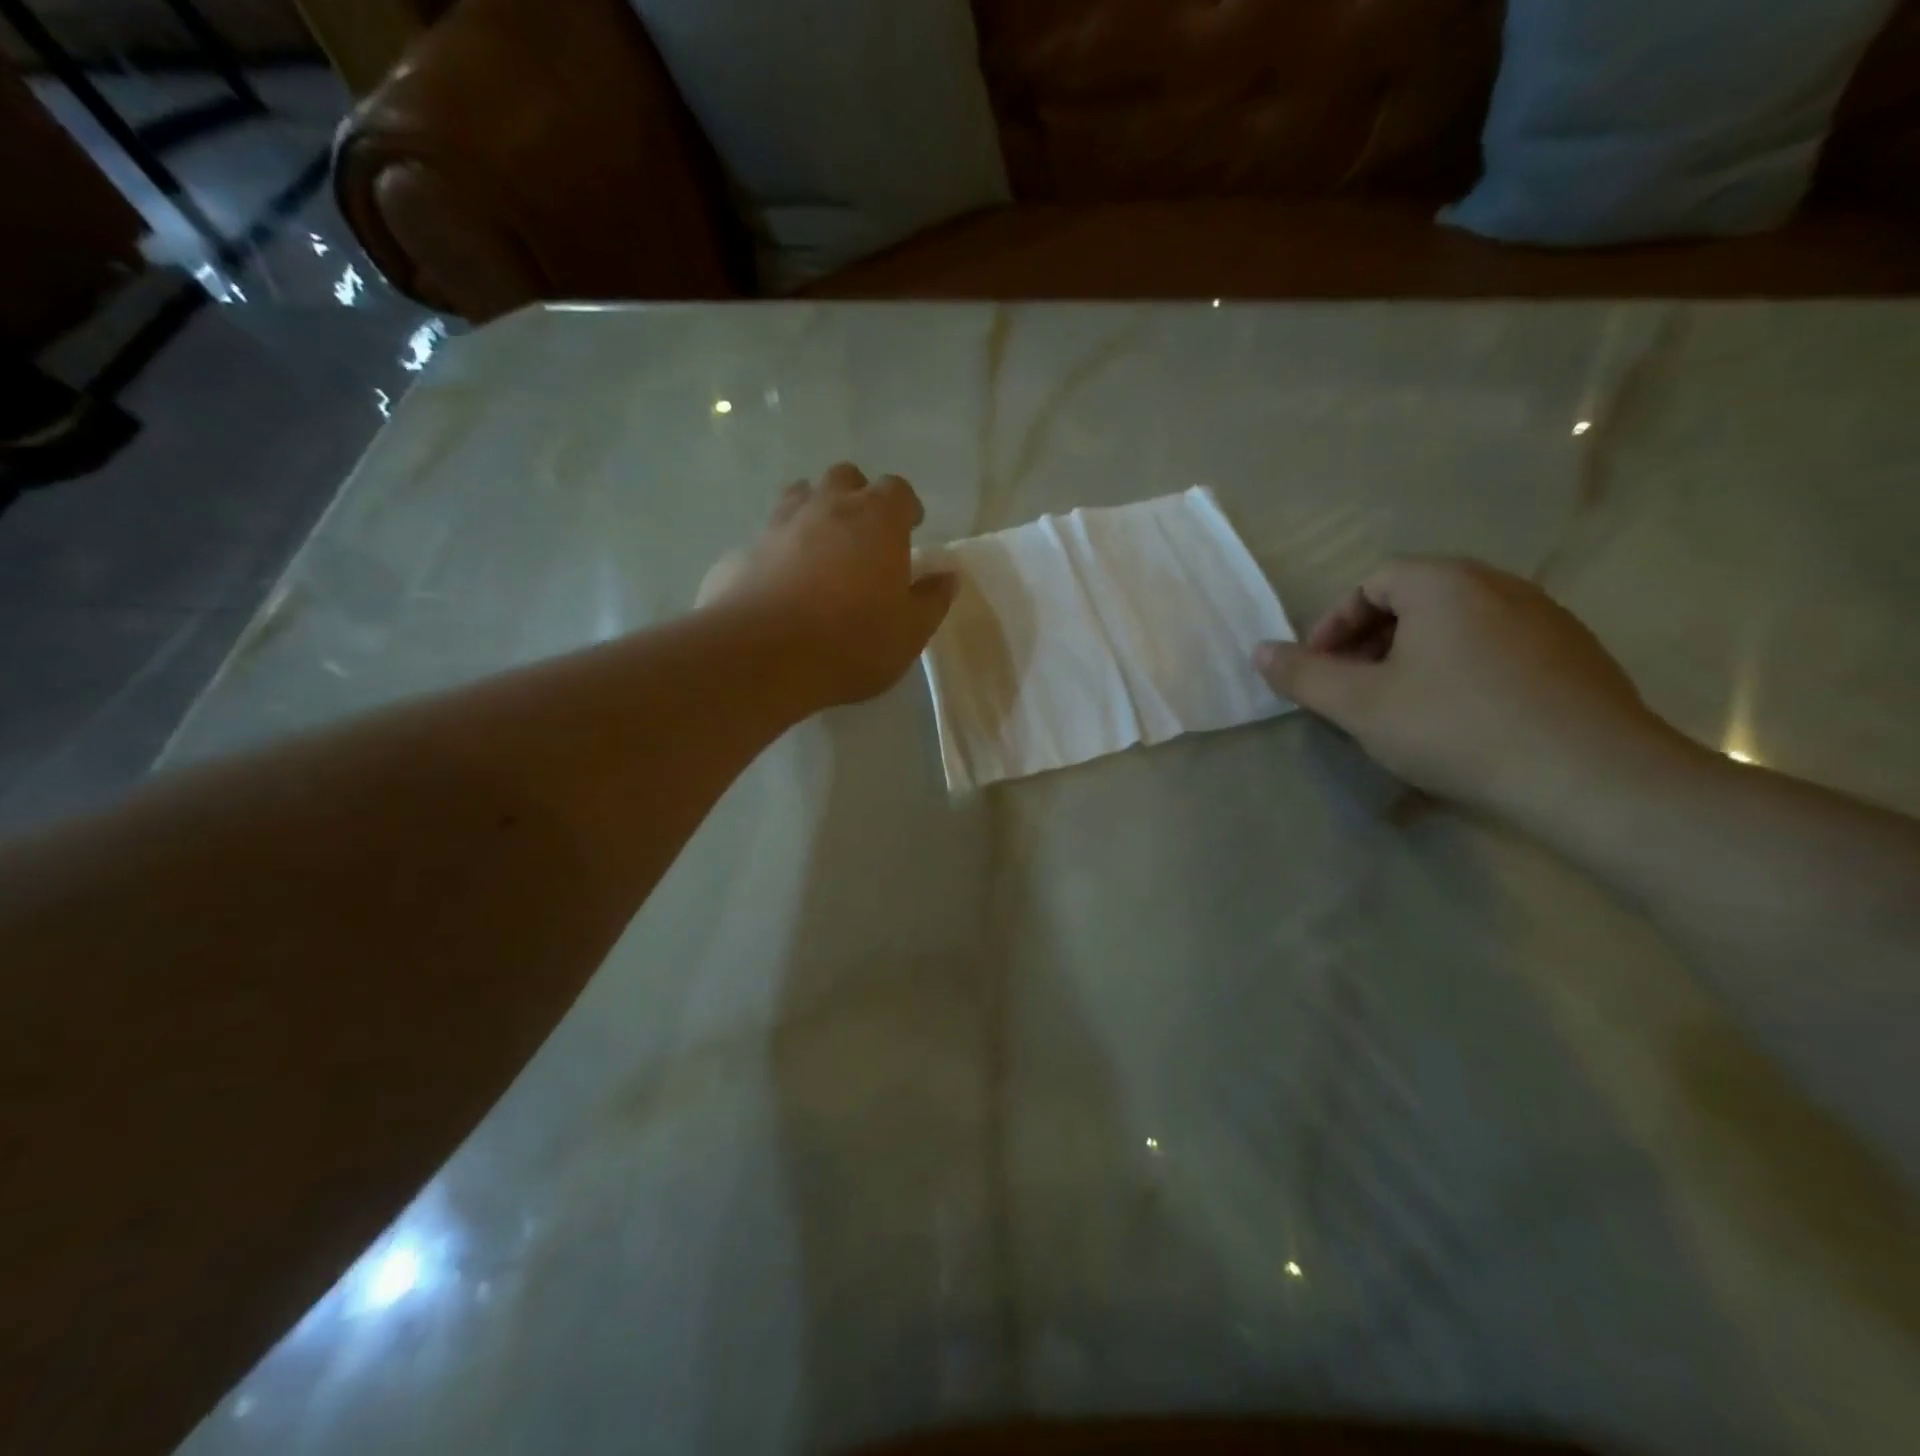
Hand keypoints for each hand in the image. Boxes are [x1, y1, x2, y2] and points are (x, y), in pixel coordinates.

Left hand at [698, 463, 955, 708]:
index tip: (910, 529)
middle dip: (857, 498)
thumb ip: (931, 600)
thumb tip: (947, 577)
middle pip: (845, 479)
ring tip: (821, 550)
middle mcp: (827, 507)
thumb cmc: (852, 642)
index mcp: (876, 519)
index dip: (905, 508)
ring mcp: (778, 524)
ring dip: (814, 512)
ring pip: (800, 496)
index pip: (897, 490)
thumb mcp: (909, 632)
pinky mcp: (742, 550)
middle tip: (863, 536)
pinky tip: (780, 584)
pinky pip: (766, 538)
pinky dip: (778, 550)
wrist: (763, 657)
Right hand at [1253, 558, 1683, 821]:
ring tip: (1399, 706)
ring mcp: (1546, 618)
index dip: (1334, 624)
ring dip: (1412, 656)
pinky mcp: (1575, 655)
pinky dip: (1459, 669)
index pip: (1372, 582)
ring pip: (1456, 624)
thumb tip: (1259, 651)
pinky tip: (1458, 718)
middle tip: (1352, 689)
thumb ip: (1303, 675)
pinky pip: (1495, 646)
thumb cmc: (1456, 727)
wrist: (1590, 776)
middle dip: (1370, 641)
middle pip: (1414, 599)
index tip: (1320, 670)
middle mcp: (1499, 585)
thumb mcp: (1359, 705)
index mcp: (1445, 583)